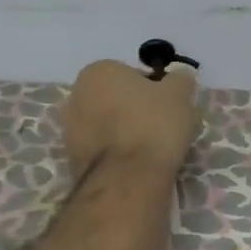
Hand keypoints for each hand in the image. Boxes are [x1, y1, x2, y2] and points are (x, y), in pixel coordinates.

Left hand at [63, 60, 199, 180]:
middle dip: (135, 110)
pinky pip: (102, 149)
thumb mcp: (179, 95)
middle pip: (116, 99)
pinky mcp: (72, 158)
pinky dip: (117, 154)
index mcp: (98, 71)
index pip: (133, 75)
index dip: (155, 90)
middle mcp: (77, 94)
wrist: (128, 178)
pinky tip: (135, 165)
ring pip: (108, 125)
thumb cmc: (154, 126)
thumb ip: (180, 80)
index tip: (170, 108)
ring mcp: (69, 128)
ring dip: (125, 133)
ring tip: (150, 150)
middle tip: (162, 128)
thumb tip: (180, 76)